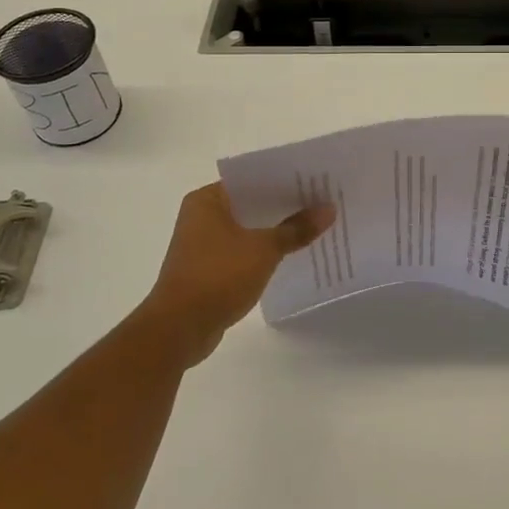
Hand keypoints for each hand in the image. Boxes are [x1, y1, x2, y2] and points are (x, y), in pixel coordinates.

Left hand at [130, 183, 333, 368]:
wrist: (180, 328)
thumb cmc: (218, 276)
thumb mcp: (264, 249)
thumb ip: (296, 229)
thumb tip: (329, 209)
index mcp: (207, 200)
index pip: (251, 179)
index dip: (284, 180)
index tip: (314, 181)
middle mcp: (201, 216)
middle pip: (251, 204)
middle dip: (284, 206)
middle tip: (322, 202)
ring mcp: (203, 244)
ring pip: (248, 228)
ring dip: (275, 230)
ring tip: (314, 226)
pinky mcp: (208, 268)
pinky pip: (243, 250)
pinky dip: (264, 251)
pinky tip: (292, 254)